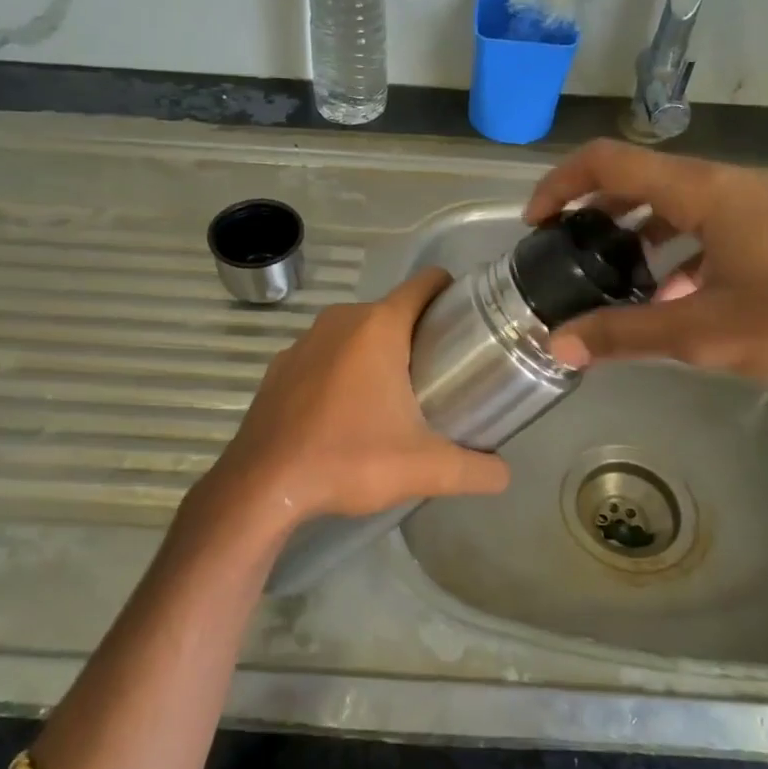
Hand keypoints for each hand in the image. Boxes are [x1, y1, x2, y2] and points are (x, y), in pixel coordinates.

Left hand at [198, 268, 510, 533]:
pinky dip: (342, 370)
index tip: (469, 324)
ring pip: (357, 333)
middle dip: (420, 335)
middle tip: (441, 376)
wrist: (263, 485)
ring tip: (396, 397)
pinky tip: (346, 412)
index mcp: (378, 326)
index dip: (452, 294)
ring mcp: (304, 341)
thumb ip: (475, 470)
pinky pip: (325, 354)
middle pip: (394, 311)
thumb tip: (504, 474)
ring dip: (379, 353)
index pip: (426, 283)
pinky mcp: (281, 366)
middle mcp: (340, 320)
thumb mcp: (424, 468)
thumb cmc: (348, 460)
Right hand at [523, 140, 767, 391]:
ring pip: (682, 208)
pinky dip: (683, 256)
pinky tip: (681, 302)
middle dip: (597, 214)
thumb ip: (626, 335)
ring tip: (618, 283)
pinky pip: (717, 230)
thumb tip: (558, 344)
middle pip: (643, 181)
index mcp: (706, 190)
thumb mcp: (707, 332)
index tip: (535, 225)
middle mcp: (732, 185)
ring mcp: (766, 206)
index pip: (609, 161)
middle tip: (570, 256)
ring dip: (640, 237)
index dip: (561, 184)